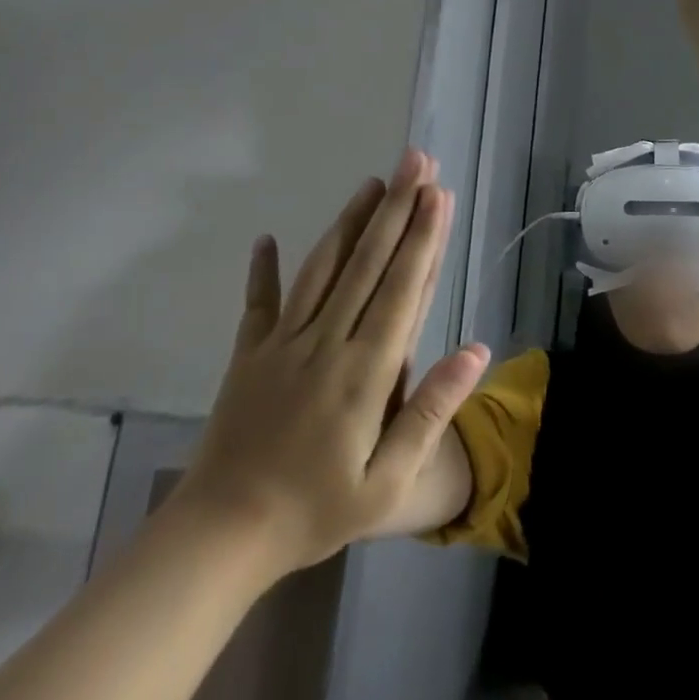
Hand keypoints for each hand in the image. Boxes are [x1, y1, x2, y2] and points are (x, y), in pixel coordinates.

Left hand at [170, 151, 489, 580]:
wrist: (220, 538)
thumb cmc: (316, 511)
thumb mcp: (389, 481)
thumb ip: (432, 410)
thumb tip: (478, 349)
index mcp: (365, 369)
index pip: (402, 287)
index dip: (423, 237)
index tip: (438, 194)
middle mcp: (327, 340)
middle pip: (368, 262)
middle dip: (396, 208)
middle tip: (415, 162)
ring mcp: (284, 342)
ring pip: (323, 268)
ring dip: (350, 222)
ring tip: (372, 182)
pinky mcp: (250, 354)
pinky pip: (259, 303)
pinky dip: (263, 270)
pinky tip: (266, 238)